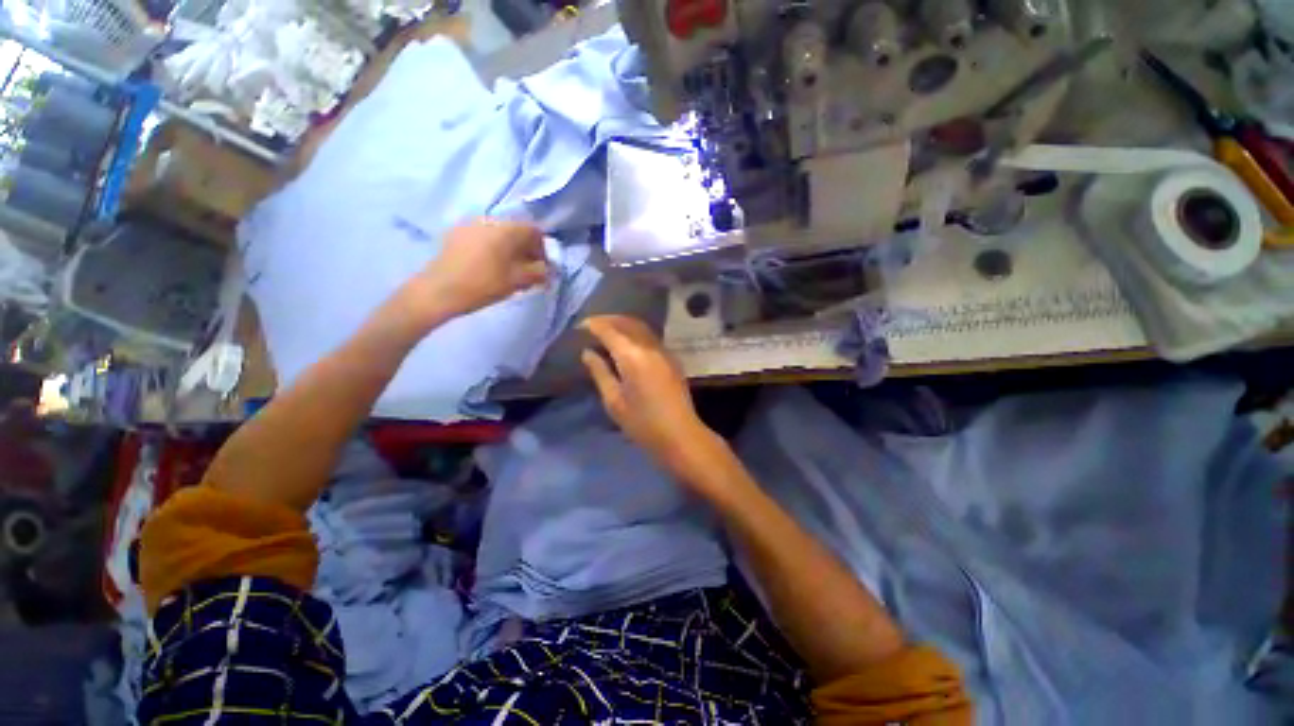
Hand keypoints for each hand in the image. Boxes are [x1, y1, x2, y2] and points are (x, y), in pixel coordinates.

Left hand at [398, 219, 548, 324]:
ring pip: (499, 234)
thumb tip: (547, 269)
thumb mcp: (517, 281)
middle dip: (525, 249)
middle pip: (516, 231)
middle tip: (527, 270)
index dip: (542, 250)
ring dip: (508, 249)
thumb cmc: (484, 284)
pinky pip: (483, 237)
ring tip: (507, 270)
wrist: (440, 290)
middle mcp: (489, 220)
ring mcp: (470, 225)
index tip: (541, 268)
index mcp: (507, 229)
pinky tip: (488, 266)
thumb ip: (538, 272)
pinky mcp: (456, 234)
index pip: (534, 231)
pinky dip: (492, 248)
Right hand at [581, 316, 726, 481]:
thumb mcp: (614, 401)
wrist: (681, 435)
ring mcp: (664, 351)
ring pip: (641, 328)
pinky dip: (635, 333)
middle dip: (609, 319)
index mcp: (633, 356)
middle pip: (628, 322)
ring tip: (607, 332)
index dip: (594, 325)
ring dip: (623, 324)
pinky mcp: (671, 359)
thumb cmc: (643, 423)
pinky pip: (650, 337)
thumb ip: (600, 372)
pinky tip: (626, 344)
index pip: (610, 330)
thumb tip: (588, 353)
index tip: (580, 326)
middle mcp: (650, 347)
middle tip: (592, 326)